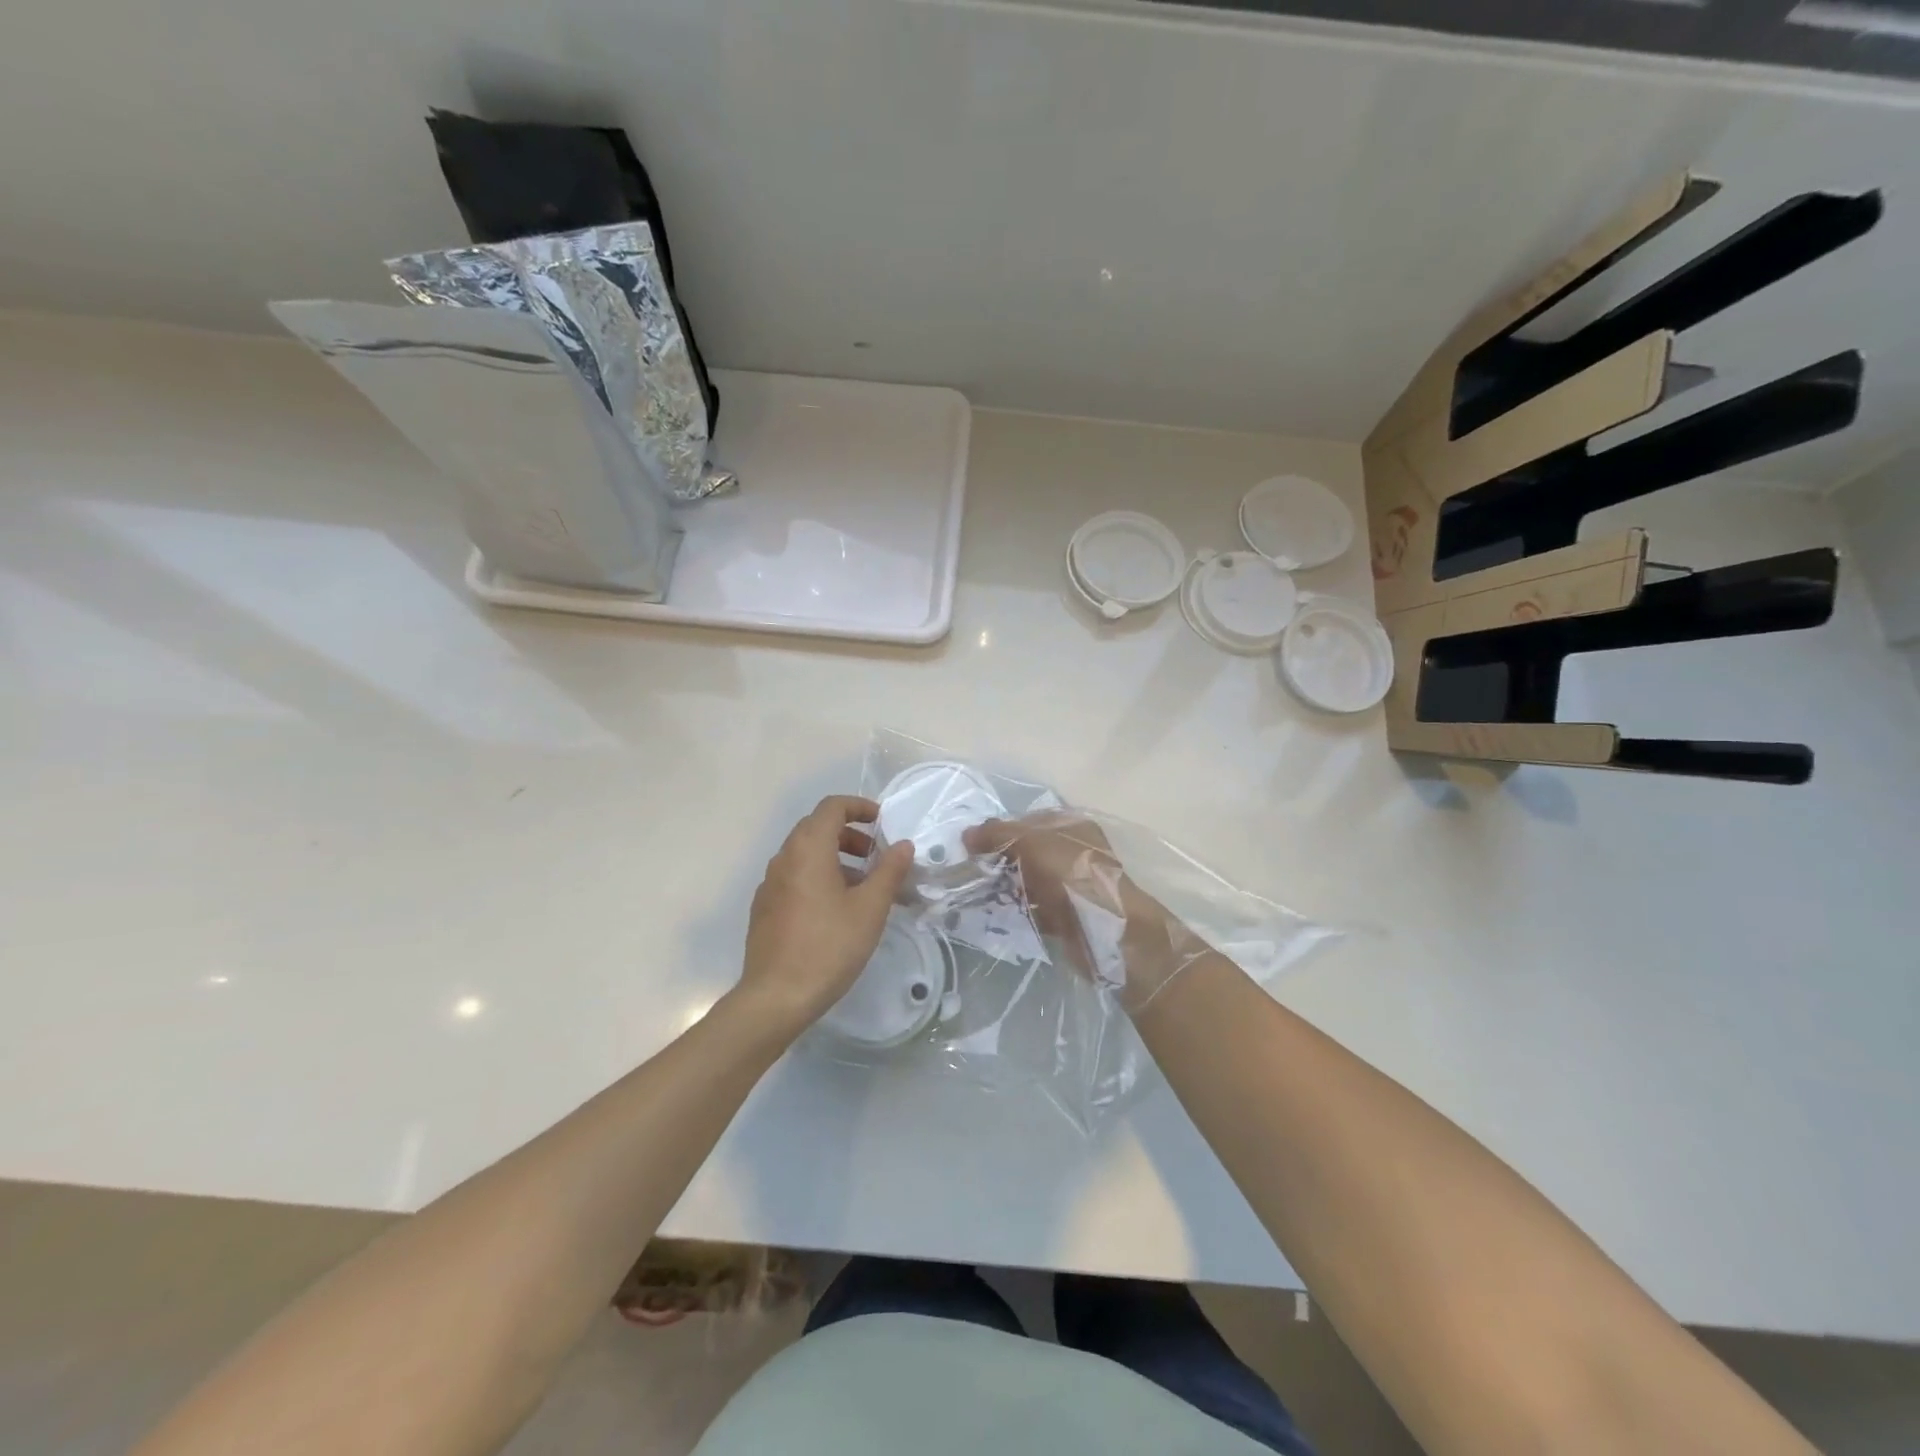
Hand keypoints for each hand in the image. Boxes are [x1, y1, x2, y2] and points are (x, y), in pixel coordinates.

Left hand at [734, 795, 913, 1037]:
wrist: (776, 997)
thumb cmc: (829, 946)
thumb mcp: (870, 908)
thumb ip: (889, 871)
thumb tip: (904, 845)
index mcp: (808, 849)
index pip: (832, 807)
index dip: (859, 807)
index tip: (882, 822)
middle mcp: (784, 858)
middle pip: (817, 828)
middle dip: (850, 835)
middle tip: (877, 857)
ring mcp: (770, 884)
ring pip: (805, 855)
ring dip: (836, 858)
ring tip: (863, 888)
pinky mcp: (765, 908)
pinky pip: (795, 877)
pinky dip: (818, 878)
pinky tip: (836, 911)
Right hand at [963, 810, 1199, 1009]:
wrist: (1106, 928)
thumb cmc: (1070, 874)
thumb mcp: (1030, 842)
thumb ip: (997, 834)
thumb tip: (967, 835)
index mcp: (1071, 825)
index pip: (1027, 821)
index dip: (999, 830)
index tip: (971, 847)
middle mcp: (1074, 851)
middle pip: (1028, 851)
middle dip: (1000, 860)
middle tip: (971, 872)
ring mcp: (1073, 884)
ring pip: (1031, 880)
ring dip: (1007, 886)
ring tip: (978, 894)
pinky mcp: (1069, 915)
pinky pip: (1037, 908)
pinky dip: (1019, 910)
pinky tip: (997, 915)